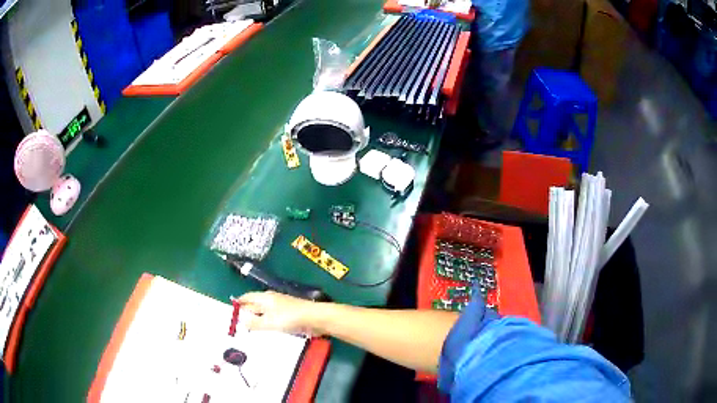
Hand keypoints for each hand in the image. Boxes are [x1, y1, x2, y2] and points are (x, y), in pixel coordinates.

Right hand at [236, 291, 319, 334]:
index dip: (238, 304)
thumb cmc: (290, 318)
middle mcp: (271, 300)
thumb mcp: (269, 321)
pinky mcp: (288, 316)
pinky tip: (264, 333)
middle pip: (254, 305)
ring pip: (263, 313)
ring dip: (256, 321)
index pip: (247, 297)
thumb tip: (240, 320)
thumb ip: (254, 322)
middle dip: (246, 313)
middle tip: (236, 325)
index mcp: (265, 298)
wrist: (315, 319)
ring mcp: (280, 308)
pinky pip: (272, 320)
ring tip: (247, 332)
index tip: (229, 313)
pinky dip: (266, 325)